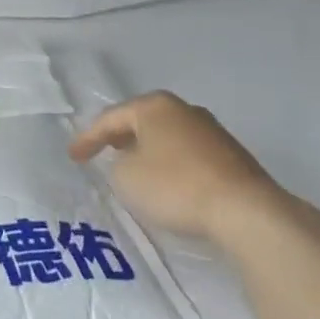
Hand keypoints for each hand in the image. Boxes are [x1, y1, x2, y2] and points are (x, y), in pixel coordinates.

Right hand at [69, 92, 296, 248]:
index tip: (73, 157)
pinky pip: (189, 156)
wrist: (246, 212)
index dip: (87, 138)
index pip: (110, 118)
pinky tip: (169, 183)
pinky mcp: (232, 157)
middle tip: (103, 151)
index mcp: (154, 106)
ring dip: (149, 150)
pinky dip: (172, 165)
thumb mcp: (125, 177)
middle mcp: (184, 110)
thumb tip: (131, 162)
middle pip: (142, 121)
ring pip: (168, 137)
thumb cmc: (175, 186)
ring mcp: (212, 132)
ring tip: (134, 168)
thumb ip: (116, 165)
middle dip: (121, 136)